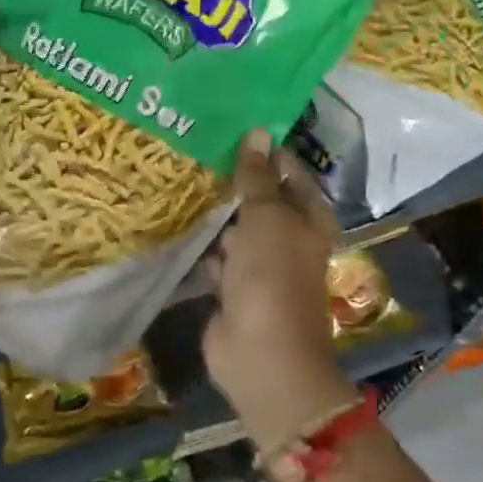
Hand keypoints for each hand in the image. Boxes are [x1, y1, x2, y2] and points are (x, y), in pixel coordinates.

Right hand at [203, 132, 357, 451]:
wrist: (261, 354)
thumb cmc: (273, 277)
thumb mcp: (266, 218)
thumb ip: (258, 177)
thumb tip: (258, 131)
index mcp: (307, 221)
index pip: (290, 175)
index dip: (267, 153)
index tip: (234, 127)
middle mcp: (286, 241)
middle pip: (260, 202)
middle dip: (234, 182)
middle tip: (197, 149)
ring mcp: (259, 267)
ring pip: (235, 231)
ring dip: (215, 216)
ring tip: (179, 179)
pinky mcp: (232, 289)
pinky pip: (215, 259)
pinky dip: (201, 247)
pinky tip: (175, 223)